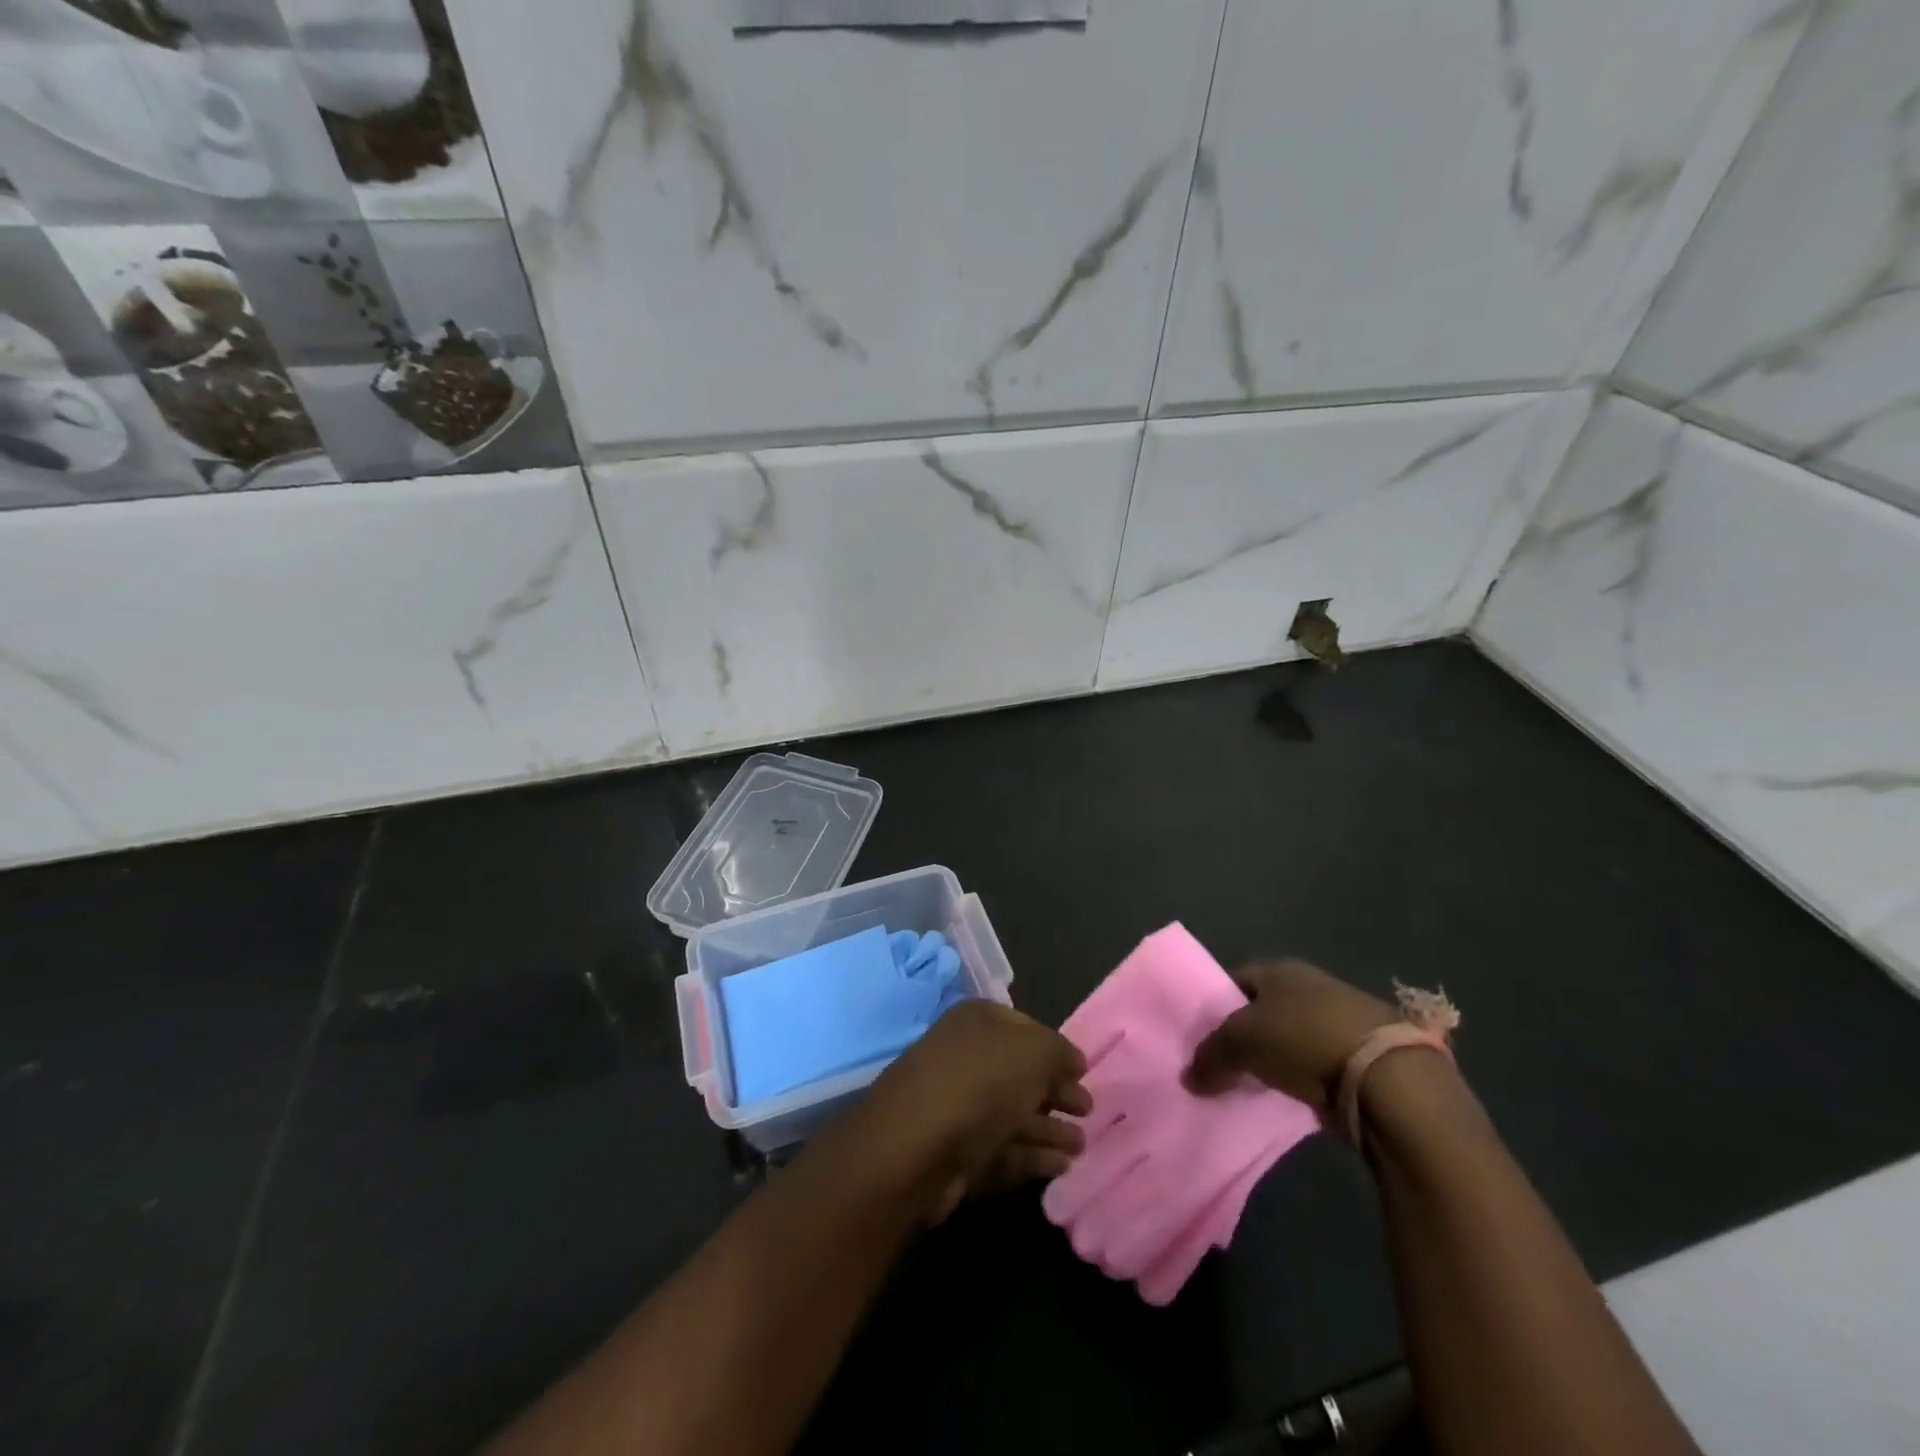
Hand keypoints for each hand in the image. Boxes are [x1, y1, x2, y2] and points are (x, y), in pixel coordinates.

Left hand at [835, 999, 1090, 1224]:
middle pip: (1019, 1073)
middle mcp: (965, 1058)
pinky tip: (1062, 1166)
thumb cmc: (979, 1082)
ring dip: (1048, 1128)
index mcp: (977, 1022)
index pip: (1024, 1027)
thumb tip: (1072, 1062)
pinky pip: (1002, 1149)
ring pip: (1012, 1113)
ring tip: (1083, 1145)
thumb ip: (1059, 1052)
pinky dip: (1031, 1156)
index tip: (1083, 1071)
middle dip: (1054, 1091)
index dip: (1055, 1048)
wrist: (914, 1147)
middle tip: (1088, 1110)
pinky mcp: (955, 1153)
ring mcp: (957, 1107)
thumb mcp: (1033, 1052)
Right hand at [1184, 958, 1397, 1113]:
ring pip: (1291, 1037)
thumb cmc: (1302, 1039)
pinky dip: (1303, 1078)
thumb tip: (1189, 1077)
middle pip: (1264, 1009)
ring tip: (1255, 1085)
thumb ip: (1210, 1056)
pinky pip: (1317, 1063)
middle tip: (1224, 1064)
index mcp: (1279, 968)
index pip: (1234, 980)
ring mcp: (1341, 1017)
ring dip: (1275, 1059)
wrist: (1387, 1077)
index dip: (1216, 1006)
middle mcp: (1310, 984)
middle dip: (1245, 1035)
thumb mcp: (1241, 1042)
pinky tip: (1292, 1096)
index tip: (1203, 1037)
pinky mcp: (1364, 1053)